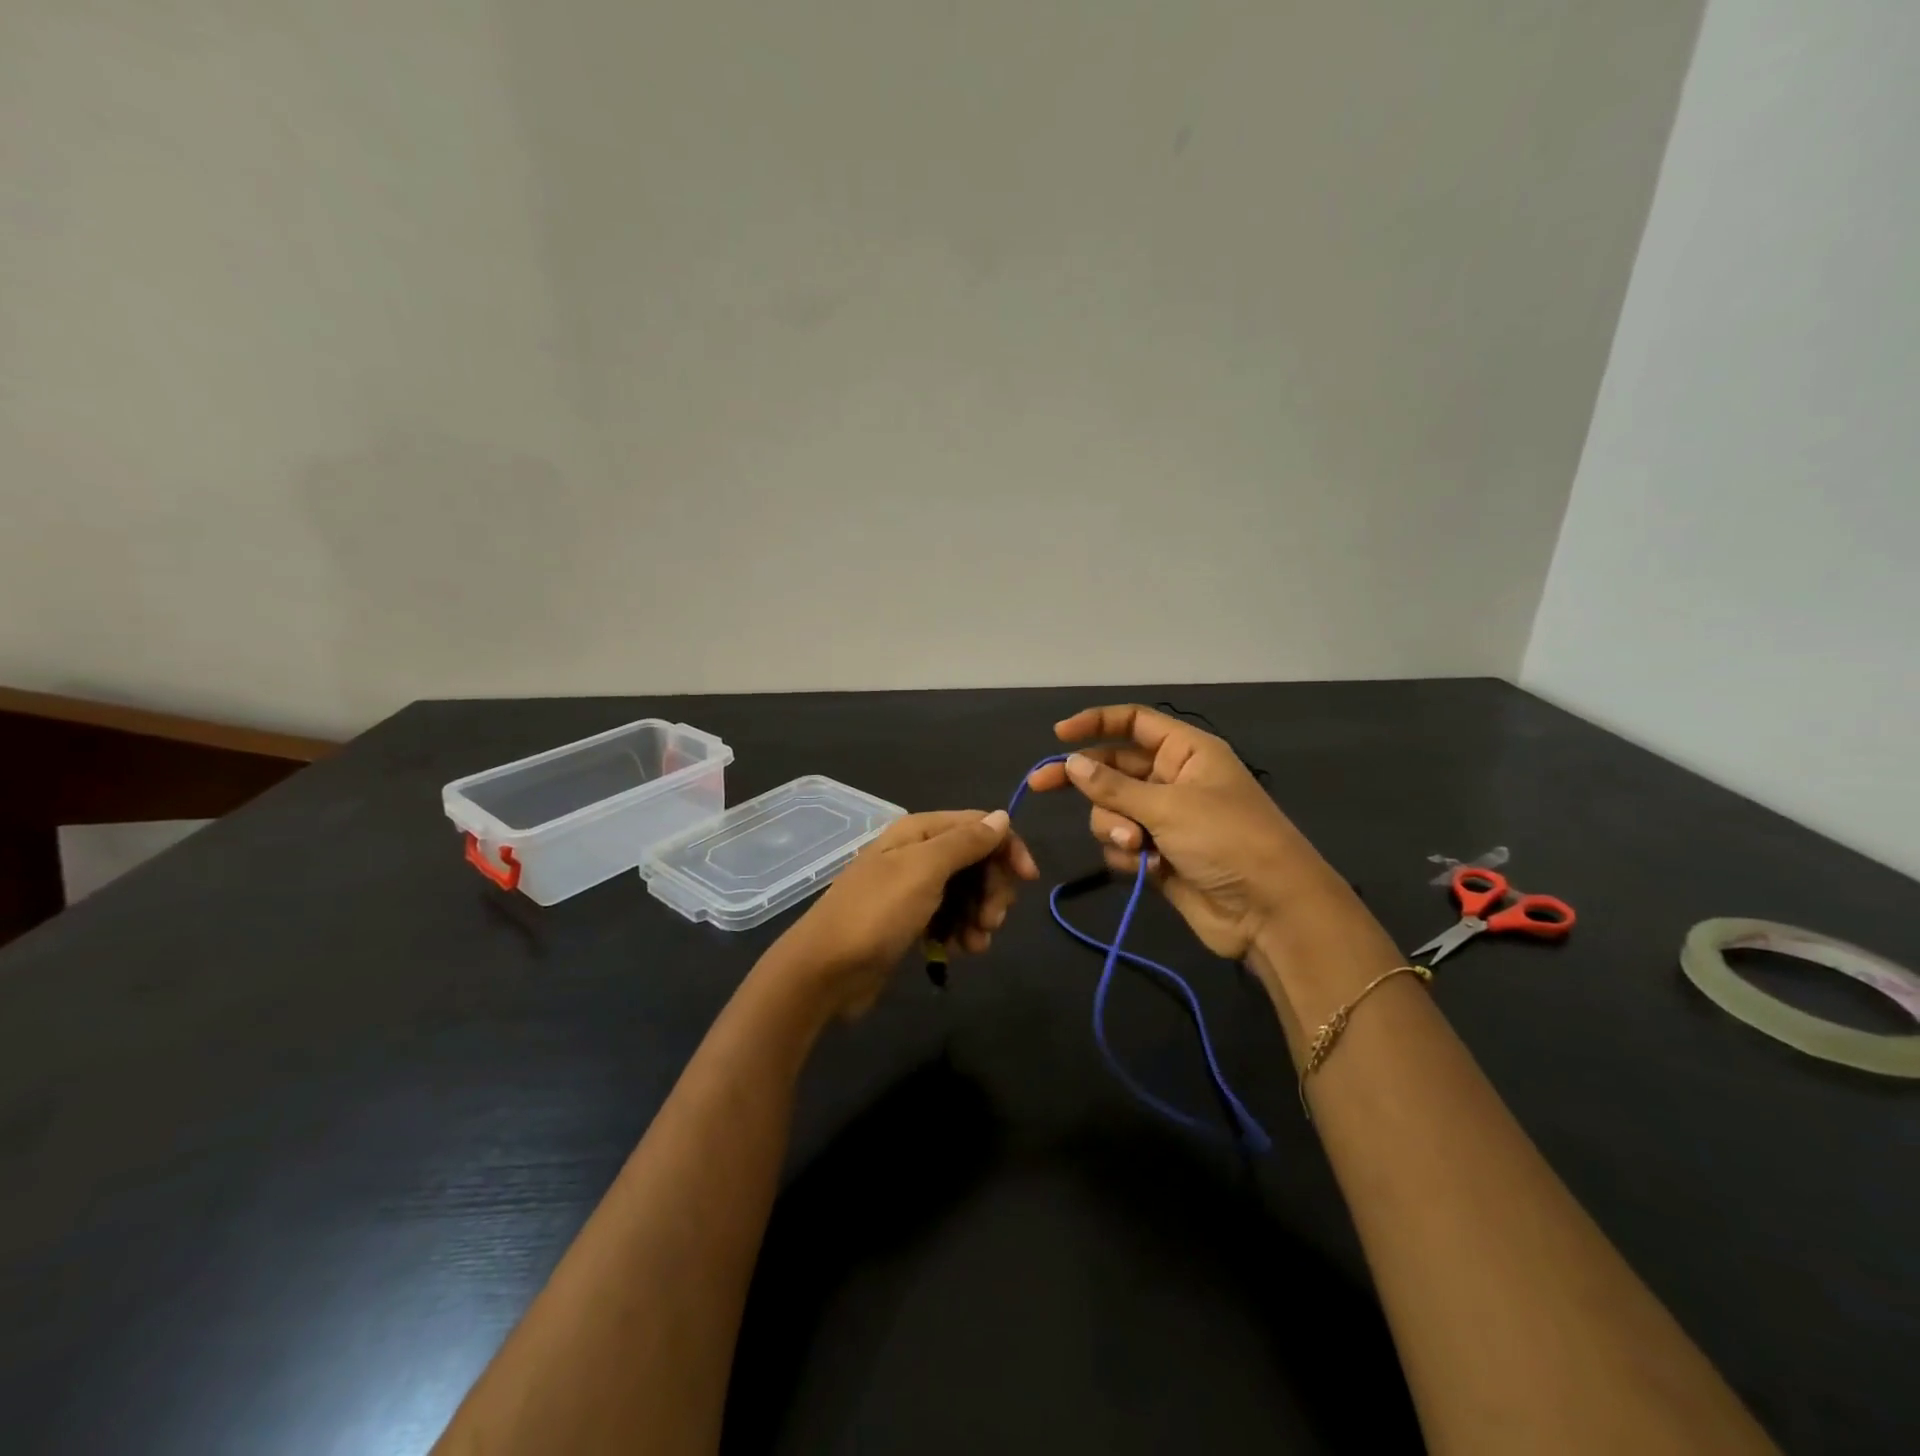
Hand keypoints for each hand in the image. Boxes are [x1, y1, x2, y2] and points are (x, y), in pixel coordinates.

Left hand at [773, 809, 1038, 1018]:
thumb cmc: (876, 914)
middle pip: (977, 861)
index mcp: (920, 832)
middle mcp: (918, 853)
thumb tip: (1001, 816)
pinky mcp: (911, 921)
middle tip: (992, 921)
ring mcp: (914, 889)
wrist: (825, 971)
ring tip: (973, 944)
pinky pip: (950, 918)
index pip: (979, 825)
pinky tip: (958, 951)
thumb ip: (965, 842)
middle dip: (992, 890)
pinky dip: (960, 932)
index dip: (1007, 848)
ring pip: (967, 893)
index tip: (1028, 880)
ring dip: (979, 916)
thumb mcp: (924, 871)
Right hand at [1025, 704, 1346, 960]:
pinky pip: (1123, 845)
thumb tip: (1070, 763)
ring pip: (1112, 812)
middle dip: (1086, 782)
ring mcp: (1165, 820)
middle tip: (1039, 786)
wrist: (1270, 911)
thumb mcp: (1168, 806)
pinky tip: (1149, 869)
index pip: (1134, 723)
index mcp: (1186, 753)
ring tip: (1138, 847)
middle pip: (1114, 769)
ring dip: (1115, 828)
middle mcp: (1173, 780)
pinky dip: (1128, 856)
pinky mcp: (1158, 856)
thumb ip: (1114, 787)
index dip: (1096, 723)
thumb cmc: (1227, 840)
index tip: (1058, 736)